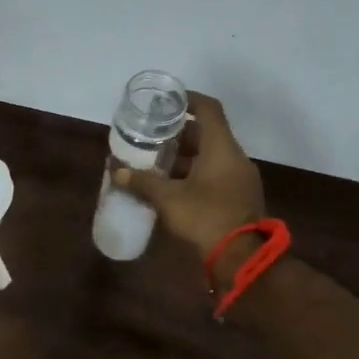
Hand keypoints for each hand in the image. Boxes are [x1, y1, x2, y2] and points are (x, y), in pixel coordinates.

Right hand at [112, 92, 266, 260]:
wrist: (242, 258)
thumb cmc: (206, 217)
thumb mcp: (168, 198)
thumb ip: (142, 182)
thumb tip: (116, 171)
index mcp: (222, 148)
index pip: (209, 109)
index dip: (188, 99)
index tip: (166, 101)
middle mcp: (235, 158)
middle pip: (207, 134)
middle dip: (179, 133)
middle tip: (152, 134)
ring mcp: (239, 178)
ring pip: (210, 156)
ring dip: (185, 156)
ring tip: (155, 160)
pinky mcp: (238, 197)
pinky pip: (215, 174)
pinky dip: (194, 173)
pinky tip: (171, 185)